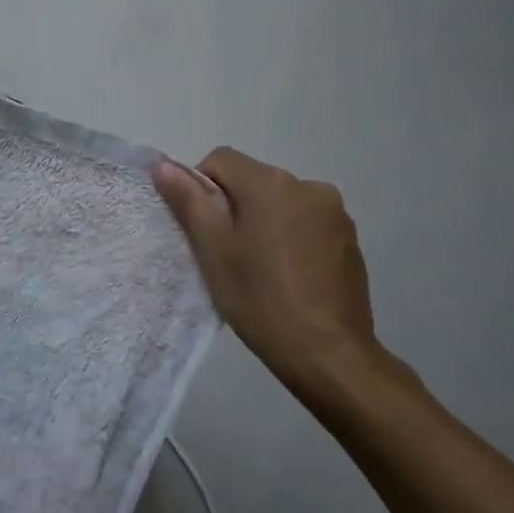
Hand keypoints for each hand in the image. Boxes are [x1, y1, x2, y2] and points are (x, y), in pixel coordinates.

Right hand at [154, 148, 410, 417]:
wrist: (327, 353)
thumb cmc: (260, 299)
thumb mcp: (213, 251)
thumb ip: (189, 202)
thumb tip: (164, 166)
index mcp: (270, 184)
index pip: (221, 160)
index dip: (201, 187)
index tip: (203, 230)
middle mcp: (308, 186)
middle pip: (253, 180)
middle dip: (234, 207)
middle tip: (227, 254)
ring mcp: (335, 212)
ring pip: (281, 203)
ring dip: (264, 221)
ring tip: (261, 269)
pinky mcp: (349, 238)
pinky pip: (307, 222)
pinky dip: (291, 237)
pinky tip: (289, 276)